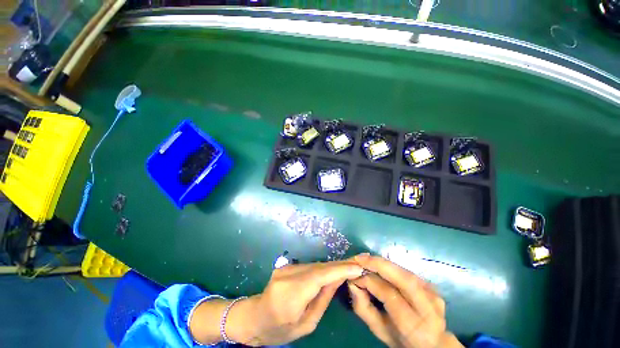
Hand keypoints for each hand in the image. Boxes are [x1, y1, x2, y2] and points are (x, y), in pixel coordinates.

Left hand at [229, 260, 363, 345]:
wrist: (255, 318)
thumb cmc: (281, 329)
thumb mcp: (307, 322)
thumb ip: (323, 298)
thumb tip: (339, 278)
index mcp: (291, 294)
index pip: (320, 276)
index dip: (340, 269)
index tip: (357, 267)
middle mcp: (288, 275)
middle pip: (319, 267)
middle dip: (339, 266)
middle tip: (357, 264)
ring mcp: (286, 267)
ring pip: (315, 265)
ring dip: (332, 267)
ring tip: (348, 267)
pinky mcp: (286, 265)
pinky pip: (309, 266)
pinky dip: (322, 268)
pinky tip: (332, 271)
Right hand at [348, 254, 462, 347]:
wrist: (431, 342)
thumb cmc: (401, 339)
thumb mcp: (380, 330)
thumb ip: (364, 309)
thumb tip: (352, 283)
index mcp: (414, 326)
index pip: (390, 295)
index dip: (370, 281)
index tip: (355, 275)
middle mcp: (428, 308)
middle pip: (403, 279)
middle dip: (379, 264)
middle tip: (360, 259)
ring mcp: (433, 295)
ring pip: (405, 272)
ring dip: (384, 263)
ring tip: (367, 259)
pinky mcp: (432, 286)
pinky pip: (407, 272)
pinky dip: (391, 266)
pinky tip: (379, 265)